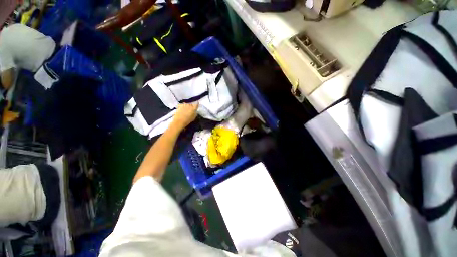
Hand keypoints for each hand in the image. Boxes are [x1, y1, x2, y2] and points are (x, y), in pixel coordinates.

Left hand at [172, 103, 198, 130]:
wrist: (180, 120)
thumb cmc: (188, 120)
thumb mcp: (194, 117)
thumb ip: (195, 113)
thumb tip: (195, 111)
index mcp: (194, 108)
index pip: (197, 104)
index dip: (197, 104)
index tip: (197, 105)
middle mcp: (190, 105)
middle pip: (191, 104)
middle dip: (191, 106)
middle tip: (190, 110)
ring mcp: (184, 105)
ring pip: (187, 104)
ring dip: (187, 106)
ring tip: (185, 110)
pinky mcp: (180, 105)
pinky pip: (182, 105)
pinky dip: (182, 106)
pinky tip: (181, 109)